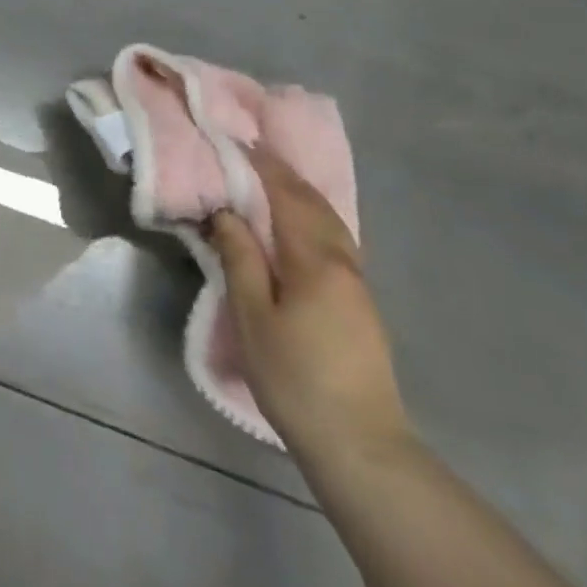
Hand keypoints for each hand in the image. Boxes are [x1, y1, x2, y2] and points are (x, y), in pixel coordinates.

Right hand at [208, 145, 410, 470]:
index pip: (287, 196)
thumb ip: (240, 257)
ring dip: (299, 194)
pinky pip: (333, 240)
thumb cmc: (295, 378)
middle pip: (314, 203)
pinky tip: (295, 226)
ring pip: (329, 222)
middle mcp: (344, 262)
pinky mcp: (360, 304)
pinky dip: (310, 218)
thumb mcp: (253, 317)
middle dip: (282, 173)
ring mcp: (357, 284)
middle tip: (249, 152)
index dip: (261, 166)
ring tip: (268, 180)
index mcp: (316, 260)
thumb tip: (226, 211)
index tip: (235, 141)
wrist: (360, 445)